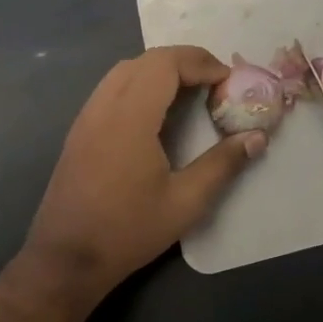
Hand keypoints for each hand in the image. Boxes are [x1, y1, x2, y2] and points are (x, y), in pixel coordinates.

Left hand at [22, 44, 266, 297]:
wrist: (65, 261)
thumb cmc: (128, 231)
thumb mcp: (186, 202)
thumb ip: (223, 164)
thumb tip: (257, 137)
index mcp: (130, 118)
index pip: (165, 64)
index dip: (200, 63)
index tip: (227, 80)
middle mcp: (104, 107)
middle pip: (146, 60)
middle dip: (184, 61)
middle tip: (214, 81)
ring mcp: (87, 117)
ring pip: (125, 70)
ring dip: (161, 70)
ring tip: (190, 91)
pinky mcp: (79, 131)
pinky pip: (112, 87)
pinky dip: (141, 83)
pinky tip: (158, 112)